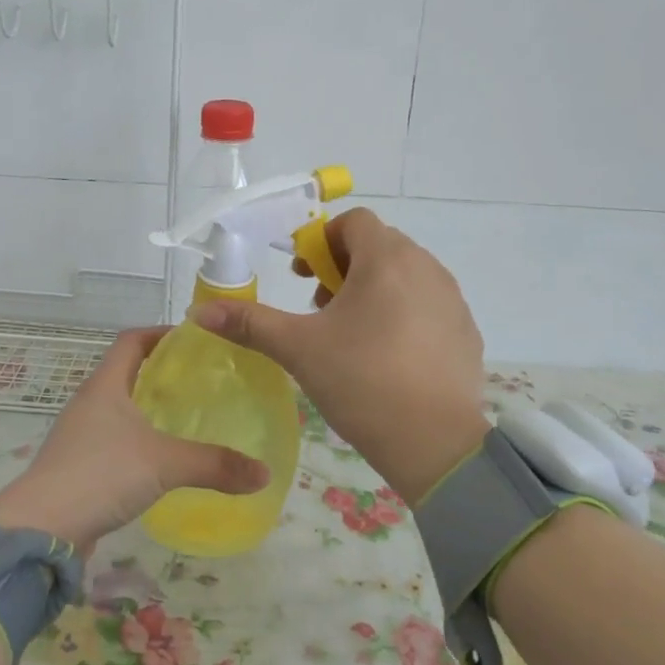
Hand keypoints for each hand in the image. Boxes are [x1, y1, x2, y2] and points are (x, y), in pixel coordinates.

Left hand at [0, 327, 268, 554]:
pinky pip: (113, 438)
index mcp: (105, 386)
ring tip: (186, 415)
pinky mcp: (78, 464)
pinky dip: (138, 437)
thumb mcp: (164, 464)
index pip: (131, 341)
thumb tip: (264, 473)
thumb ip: (215, 465)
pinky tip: (161, 457)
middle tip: (201, 379)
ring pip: (119, 406)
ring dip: (148, 405)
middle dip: (161, 371)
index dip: (161, 334)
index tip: (194, 339)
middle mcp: (89, 402)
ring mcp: (80, 434)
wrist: (41, 528)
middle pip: (126, 371)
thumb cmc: (100, 475)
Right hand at [191, 208, 487, 500]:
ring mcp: (452, 300)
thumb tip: (199, 311)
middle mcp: (426, 267)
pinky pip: (428, 305)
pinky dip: (404, 315)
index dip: (321, 241)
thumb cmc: (361, 382)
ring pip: (405, 276)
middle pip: (379, 246)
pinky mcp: (466, 331)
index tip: (303, 278)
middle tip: (321, 308)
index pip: (353, 222)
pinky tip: (389, 357)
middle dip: (344, 268)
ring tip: (352, 335)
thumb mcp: (298, 349)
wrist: (435, 442)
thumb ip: (250, 323)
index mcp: (386, 259)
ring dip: (374, 290)